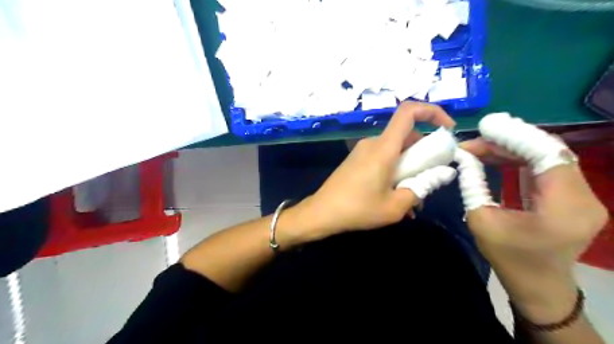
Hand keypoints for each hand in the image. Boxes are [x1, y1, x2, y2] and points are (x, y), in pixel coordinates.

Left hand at [291, 102, 454, 241]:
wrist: (322, 212)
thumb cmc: (358, 209)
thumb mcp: (396, 206)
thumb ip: (422, 188)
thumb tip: (442, 174)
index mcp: (384, 147)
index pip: (408, 111)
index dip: (432, 112)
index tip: (448, 130)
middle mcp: (373, 143)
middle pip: (406, 136)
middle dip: (423, 154)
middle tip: (430, 179)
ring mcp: (363, 151)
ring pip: (395, 150)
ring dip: (409, 168)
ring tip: (412, 197)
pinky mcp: (357, 160)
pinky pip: (383, 158)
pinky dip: (394, 171)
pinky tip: (394, 196)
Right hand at [463, 139, 605, 318]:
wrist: (539, 286)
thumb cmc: (509, 259)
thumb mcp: (481, 220)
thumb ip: (473, 184)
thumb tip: (464, 157)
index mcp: (564, 207)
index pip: (547, 154)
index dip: (515, 136)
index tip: (483, 128)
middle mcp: (583, 197)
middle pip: (549, 151)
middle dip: (508, 141)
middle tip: (474, 141)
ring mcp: (581, 196)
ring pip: (548, 157)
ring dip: (512, 148)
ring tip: (480, 147)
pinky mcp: (572, 197)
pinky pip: (547, 168)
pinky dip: (520, 159)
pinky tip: (496, 156)